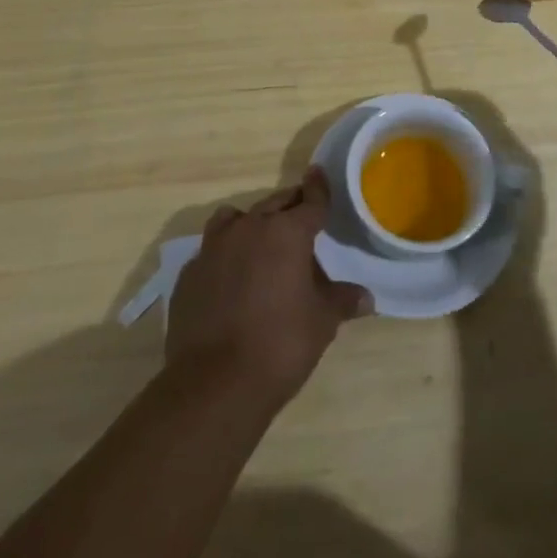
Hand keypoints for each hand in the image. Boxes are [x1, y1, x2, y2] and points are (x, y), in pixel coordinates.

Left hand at [166, 167, 372, 405]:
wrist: (214, 384)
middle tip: (301, 217)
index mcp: (287, 232)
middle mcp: (249, 228)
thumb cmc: (280, 345)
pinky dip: (225, 255)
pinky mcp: (190, 272)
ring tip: (261, 244)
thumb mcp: (321, 322)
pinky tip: (230, 279)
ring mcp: (214, 248)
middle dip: (289, 207)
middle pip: (274, 204)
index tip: (318, 173)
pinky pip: (212, 250)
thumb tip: (366, 297)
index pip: (310, 201)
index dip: (318, 188)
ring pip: (236, 219)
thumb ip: (342, 301)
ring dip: (251, 224)